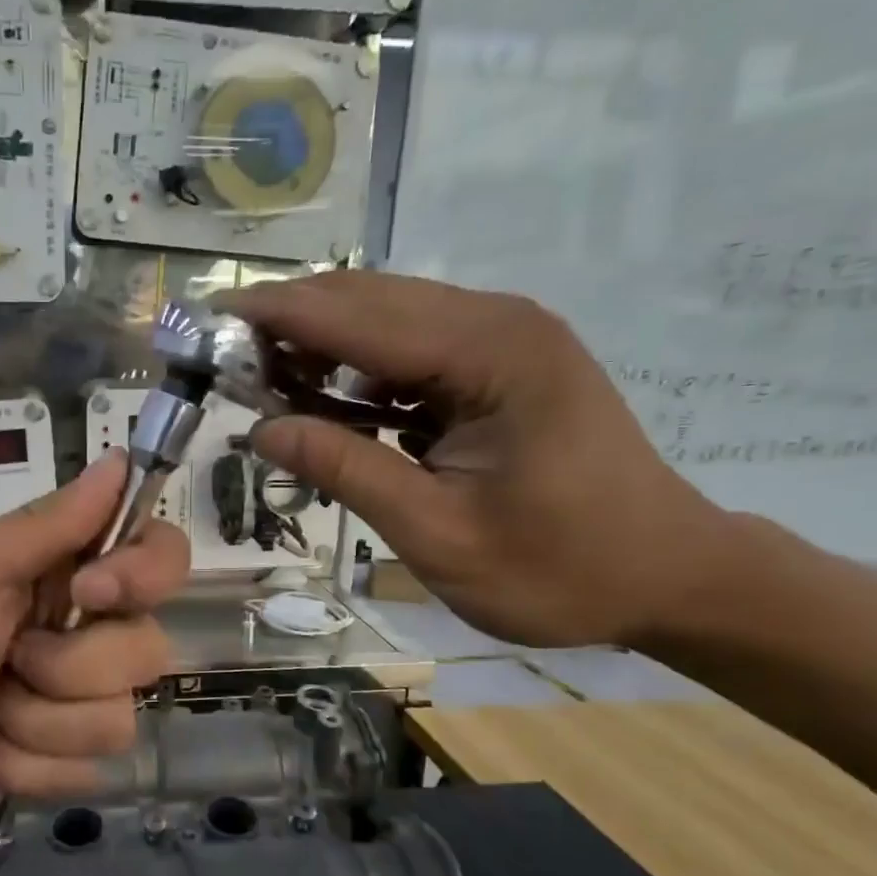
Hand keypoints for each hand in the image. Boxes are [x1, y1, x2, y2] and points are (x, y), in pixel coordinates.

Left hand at [0, 451, 189, 826]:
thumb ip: (49, 522)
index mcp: (67, 572)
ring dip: (35, 720)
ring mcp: (79, 700)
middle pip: (148, 648)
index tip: (90, 594)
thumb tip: (119, 458)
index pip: (161, 554)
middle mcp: (87, 631)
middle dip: (66, 667)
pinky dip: (23, 763)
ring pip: (118, 718)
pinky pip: (87, 770)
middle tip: (5, 660)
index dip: (145, 574)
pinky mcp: (66, 759)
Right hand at [217, 270, 732, 647]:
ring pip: (384, 319)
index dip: (275, 318)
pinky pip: (408, 350)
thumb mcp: (437, 533)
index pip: (355, 316)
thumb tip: (261, 431)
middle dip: (289, 326)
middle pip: (366, 299)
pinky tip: (325, 404)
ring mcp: (502, 339)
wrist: (669, 575)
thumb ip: (346, 472)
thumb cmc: (559, 568)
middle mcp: (496, 322)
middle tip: (224, 368)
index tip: (207, 323)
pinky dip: (356, 372)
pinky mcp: (500, 364)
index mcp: (490, 353)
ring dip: (319, 347)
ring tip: (263, 390)